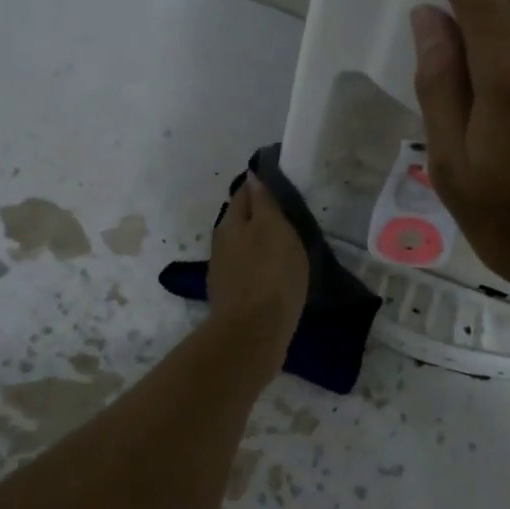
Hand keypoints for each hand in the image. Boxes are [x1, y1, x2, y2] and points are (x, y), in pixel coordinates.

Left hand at [206, 177, 308, 370]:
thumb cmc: (270, 274)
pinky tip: (275, 270)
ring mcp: (224, 270)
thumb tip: (251, 176)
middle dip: (259, 213)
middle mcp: (222, 241)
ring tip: (285, 241)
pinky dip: (260, 263)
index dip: (261, 186)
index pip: (244, 192)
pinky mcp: (232, 294)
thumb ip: (263, 202)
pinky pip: (247, 268)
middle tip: (288, 212)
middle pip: (241, 219)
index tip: (282, 183)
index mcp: (231, 221)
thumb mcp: (274, 228)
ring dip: (259, 240)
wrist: (253, 332)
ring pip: (243, 244)